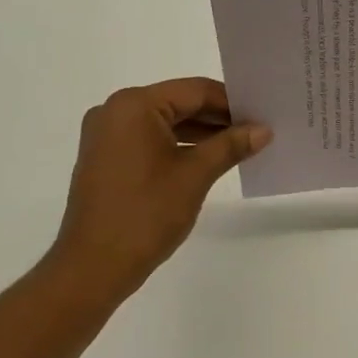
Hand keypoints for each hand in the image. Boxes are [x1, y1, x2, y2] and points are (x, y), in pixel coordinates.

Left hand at [43, 78, 269, 299]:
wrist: (93, 267)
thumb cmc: (146, 213)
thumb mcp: (196, 175)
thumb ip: (231, 145)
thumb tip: (264, 129)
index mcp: (134, 105)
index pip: (195, 90)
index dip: (232, 102)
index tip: (263, 115)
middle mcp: (115, 111)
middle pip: (179, 103)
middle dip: (218, 117)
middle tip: (257, 130)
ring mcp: (106, 135)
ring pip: (165, 122)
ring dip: (201, 132)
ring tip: (240, 146)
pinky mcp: (106, 158)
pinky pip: (150, 140)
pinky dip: (179, 146)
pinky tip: (209, 159)